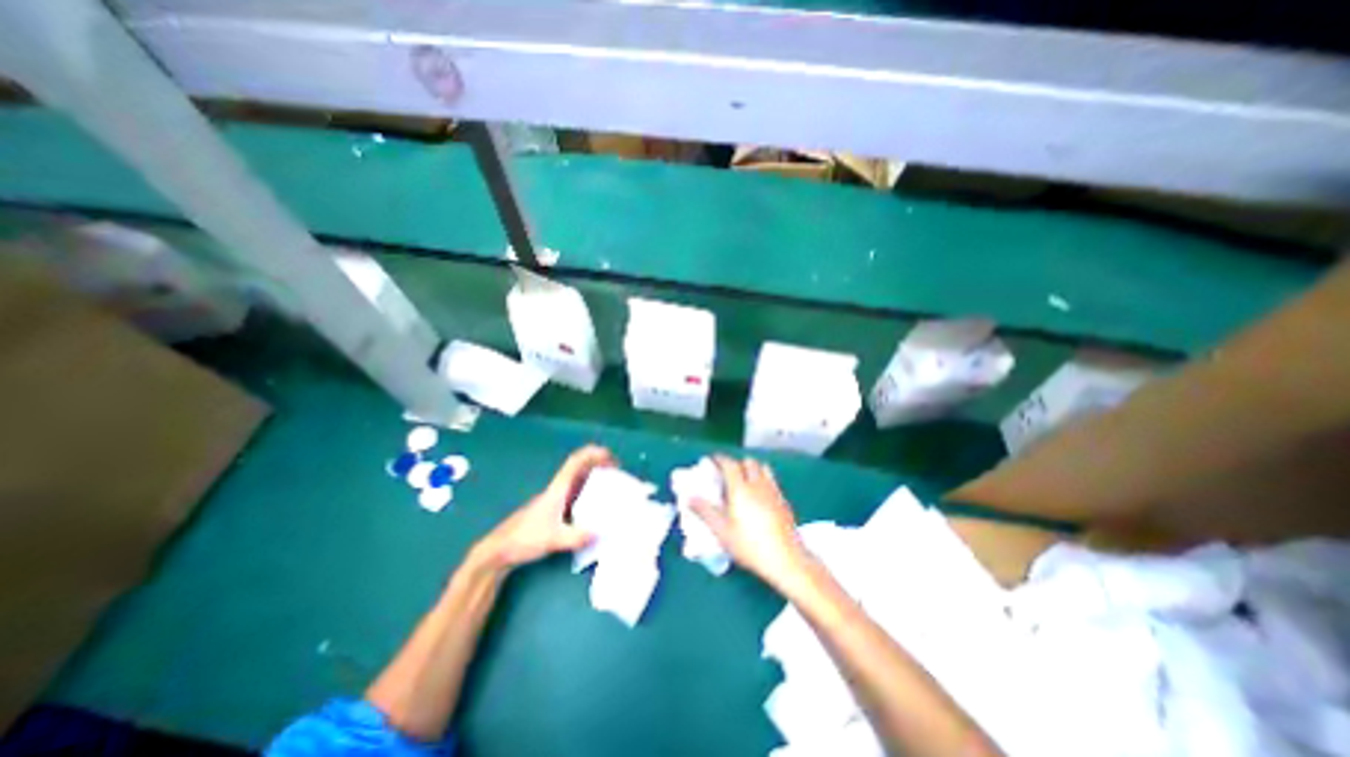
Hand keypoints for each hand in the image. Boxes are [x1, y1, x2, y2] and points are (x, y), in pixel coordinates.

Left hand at [468, 445, 608, 574]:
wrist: (500, 549)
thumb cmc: (524, 538)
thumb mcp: (553, 539)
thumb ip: (577, 537)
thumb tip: (601, 533)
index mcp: (558, 489)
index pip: (576, 462)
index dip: (593, 454)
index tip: (610, 456)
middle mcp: (558, 490)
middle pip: (580, 468)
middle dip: (599, 465)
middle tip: (618, 472)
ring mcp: (556, 500)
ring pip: (579, 481)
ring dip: (595, 479)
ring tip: (611, 487)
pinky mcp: (555, 510)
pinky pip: (576, 495)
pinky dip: (589, 494)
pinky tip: (596, 507)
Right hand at [696, 457, 809, 583]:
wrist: (786, 559)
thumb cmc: (749, 545)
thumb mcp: (722, 531)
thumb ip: (705, 512)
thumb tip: (690, 498)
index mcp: (740, 489)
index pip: (730, 464)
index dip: (720, 459)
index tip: (712, 460)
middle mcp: (758, 485)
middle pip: (748, 462)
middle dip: (737, 463)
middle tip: (727, 473)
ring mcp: (773, 491)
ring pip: (763, 468)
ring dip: (752, 469)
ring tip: (744, 480)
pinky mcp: (783, 501)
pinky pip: (772, 481)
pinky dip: (763, 479)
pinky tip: (759, 495)